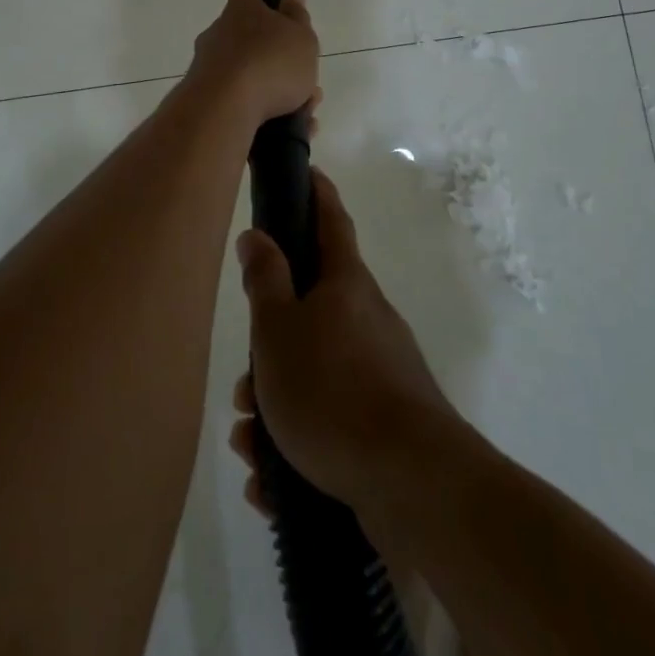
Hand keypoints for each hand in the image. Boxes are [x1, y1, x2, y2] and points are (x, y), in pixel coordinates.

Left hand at [187, 0, 318, 128]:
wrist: (223, 111)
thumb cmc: (269, 64)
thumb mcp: (301, 39)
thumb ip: (297, 20)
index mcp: (243, 11)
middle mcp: (220, 35)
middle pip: (252, 36)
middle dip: (280, 55)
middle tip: (306, 78)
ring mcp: (210, 68)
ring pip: (253, 74)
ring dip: (282, 90)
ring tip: (306, 110)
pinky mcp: (207, 101)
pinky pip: (246, 104)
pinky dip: (271, 115)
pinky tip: (293, 130)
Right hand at [229, 169, 454, 516]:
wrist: (411, 481)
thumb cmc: (332, 389)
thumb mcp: (278, 329)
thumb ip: (265, 279)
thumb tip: (257, 234)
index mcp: (346, 284)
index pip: (331, 220)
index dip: (318, 193)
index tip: (308, 172)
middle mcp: (368, 318)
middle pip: (310, 312)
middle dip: (270, 346)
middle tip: (243, 385)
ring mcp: (381, 370)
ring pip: (314, 373)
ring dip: (275, 405)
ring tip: (251, 444)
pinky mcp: (386, 422)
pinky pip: (330, 420)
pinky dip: (298, 443)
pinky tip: (272, 484)